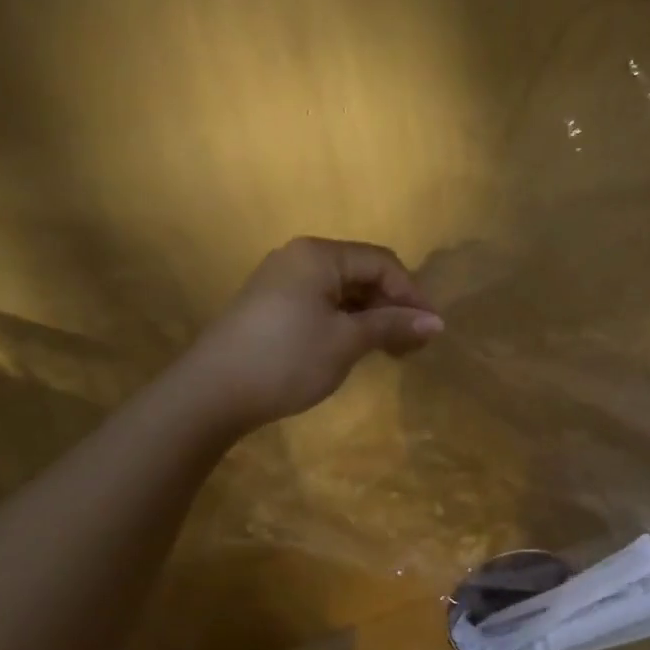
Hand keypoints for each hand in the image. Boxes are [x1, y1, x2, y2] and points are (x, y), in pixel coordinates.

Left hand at [175, 237, 442, 435]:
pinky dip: (348, 322)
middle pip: (363, 273)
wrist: (212, 393)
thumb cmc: (287, 359)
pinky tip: (359, 347)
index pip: (382, 263)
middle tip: (413, 344)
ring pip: (344, 291)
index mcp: (319, 256)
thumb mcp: (347, 341)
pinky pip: (324, 304)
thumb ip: (392, 325)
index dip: (411, 294)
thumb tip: (437, 322)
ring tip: (392, 350)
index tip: (430, 330)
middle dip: (393, 305)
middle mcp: (300, 258)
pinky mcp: (273, 306)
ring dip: (373, 316)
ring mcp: (283, 282)